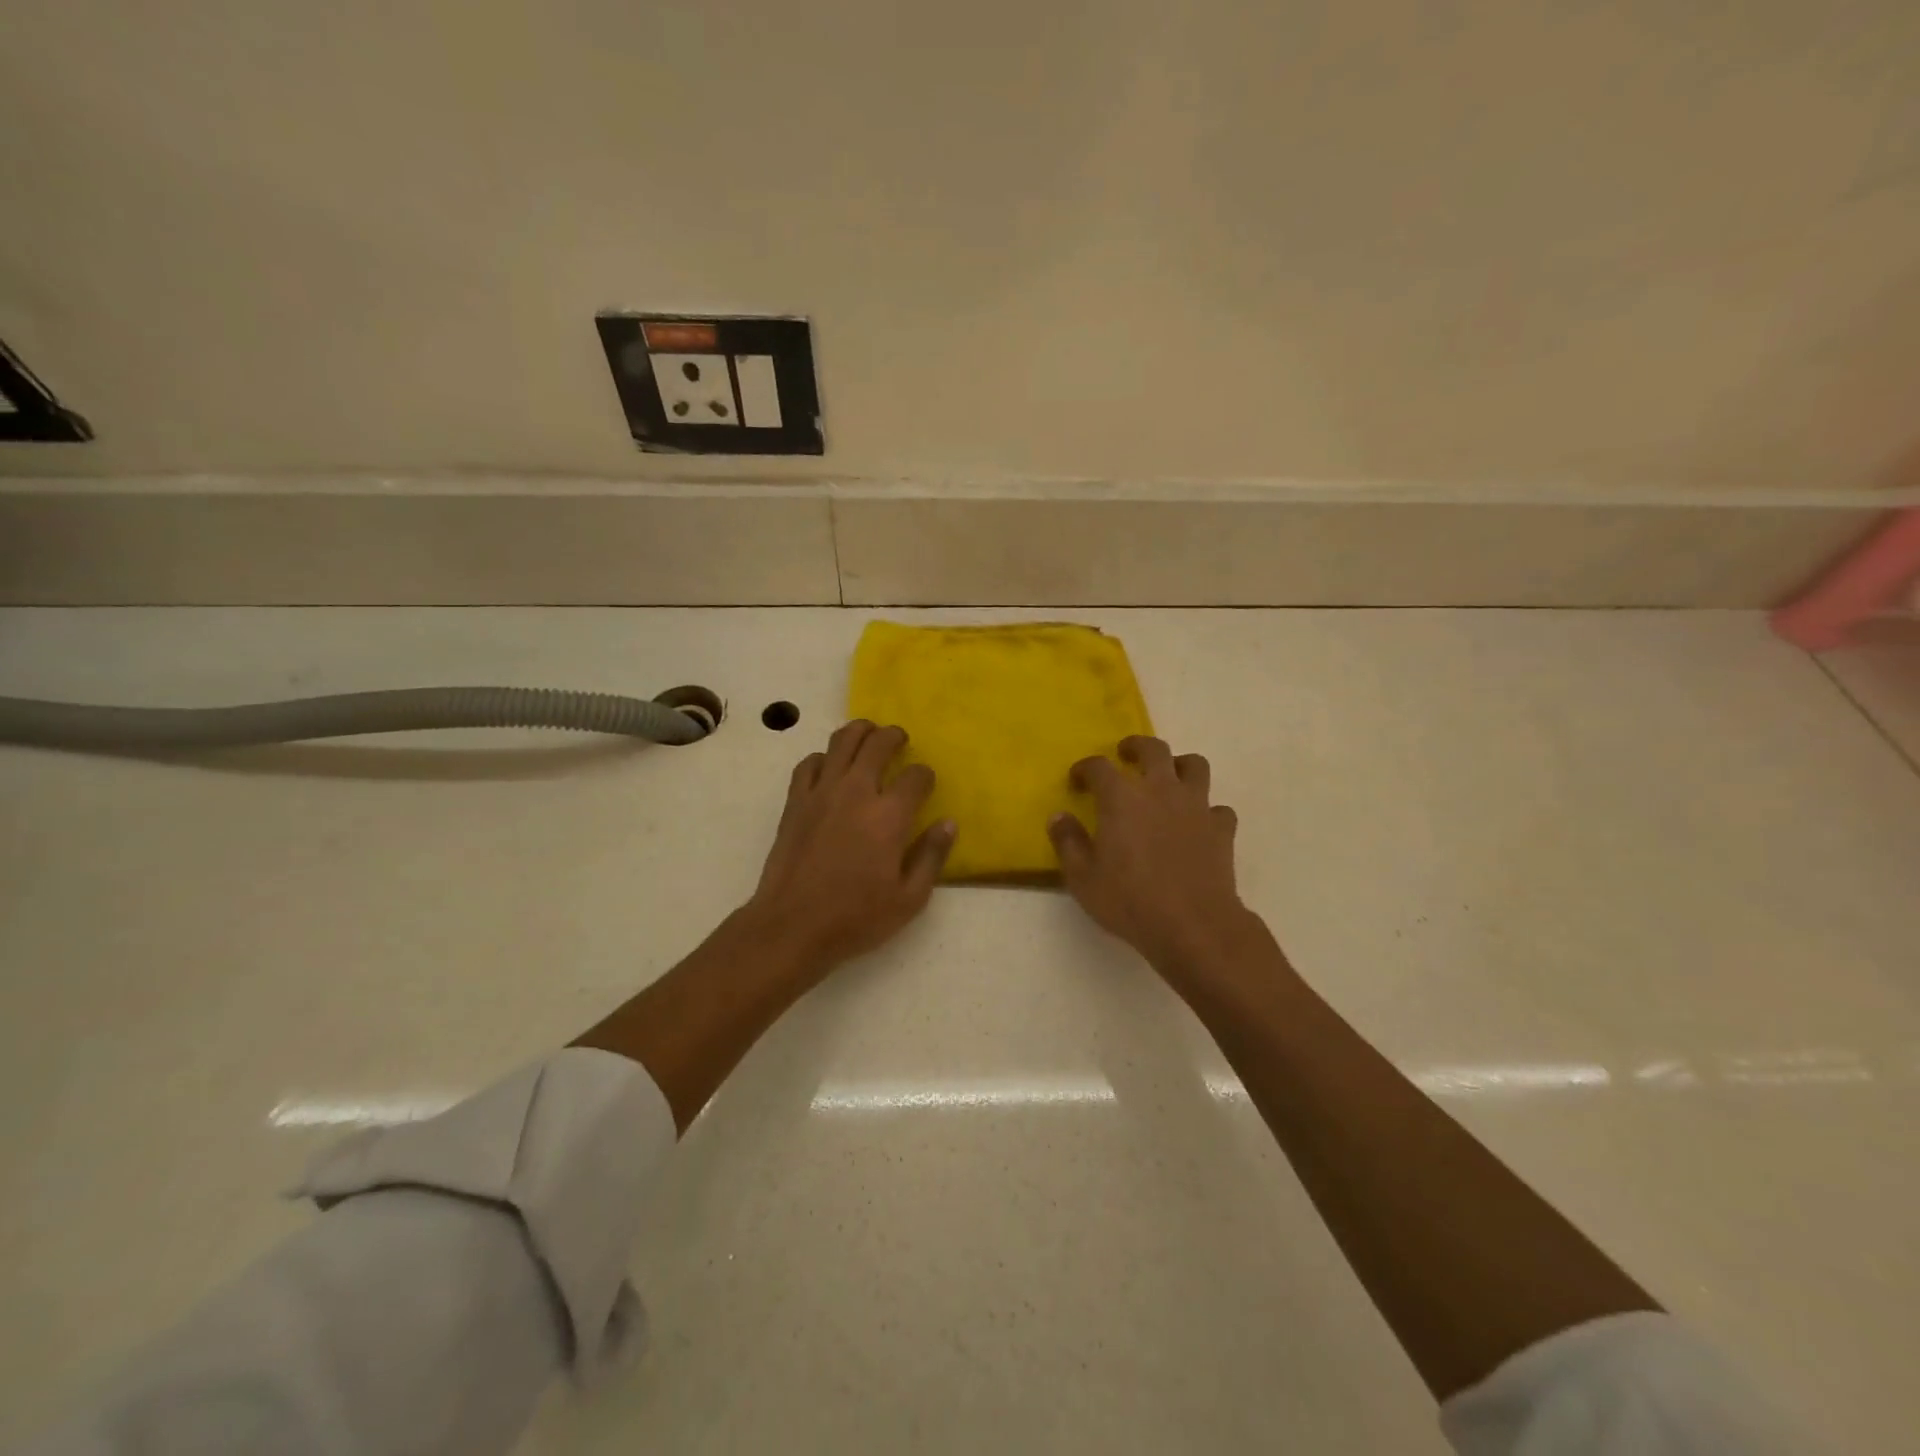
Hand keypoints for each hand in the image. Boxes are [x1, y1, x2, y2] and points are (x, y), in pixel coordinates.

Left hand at [746, 720, 955, 974]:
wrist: (792, 926)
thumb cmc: (856, 918)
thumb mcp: (909, 899)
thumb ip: (931, 856)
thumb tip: (948, 823)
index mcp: (889, 815)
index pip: (916, 776)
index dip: (925, 775)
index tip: (926, 784)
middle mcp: (856, 792)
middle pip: (878, 743)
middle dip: (894, 736)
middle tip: (900, 740)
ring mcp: (822, 793)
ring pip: (842, 741)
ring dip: (860, 732)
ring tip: (868, 735)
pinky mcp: (795, 802)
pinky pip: (810, 763)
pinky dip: (825, 758)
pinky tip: (831, 768)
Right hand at [1049, 736, 1258, 979]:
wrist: (1193, 925)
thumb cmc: (1130, 901)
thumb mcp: (1083, 878)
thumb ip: (1068, 842)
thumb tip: (1059, 817)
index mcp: (1121, 798)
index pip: (1099, 767)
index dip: (1085, 768)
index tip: (1078, 780)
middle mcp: (1160, 790)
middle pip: (1153, 749)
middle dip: (1136, 747)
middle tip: (1126, 755)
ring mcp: (1196, 807)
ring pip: (1195, 766)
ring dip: (1180, 766)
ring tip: (1169, 779)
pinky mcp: (1221, 829)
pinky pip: (1218, 808)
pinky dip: (1207, 811)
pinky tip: (1197, 825)